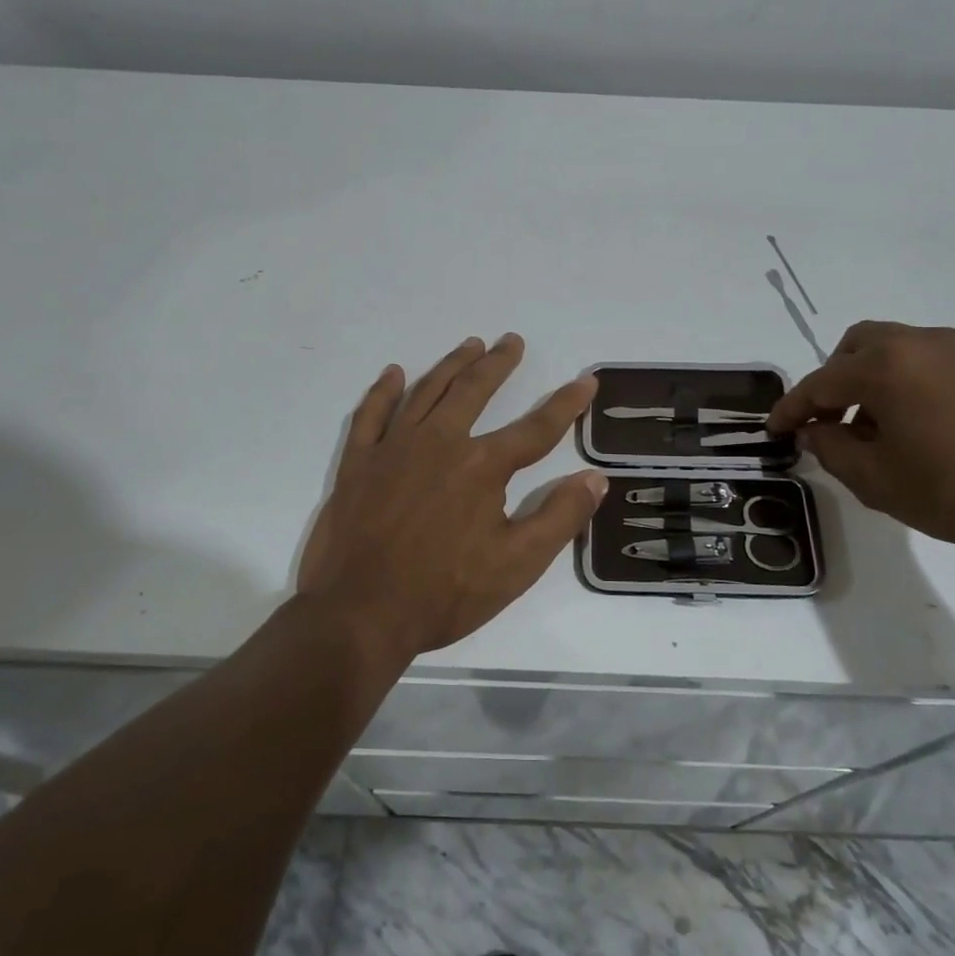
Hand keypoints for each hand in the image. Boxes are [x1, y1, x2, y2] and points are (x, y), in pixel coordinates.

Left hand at [298, 334, 606, 658]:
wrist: (358, 614)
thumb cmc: (443, 594)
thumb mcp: (516, 566)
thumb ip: (559, 518)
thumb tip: (596, 479)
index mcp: (482, 466)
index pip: (536, 428)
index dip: (565, 404)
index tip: (586, 380)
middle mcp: (439, 443)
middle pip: (474, 390)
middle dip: (498, 364)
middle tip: (512, 341)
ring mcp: (393, 449)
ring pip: (426, 392)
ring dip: (451, 365)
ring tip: (470, 345)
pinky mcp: (358, 463)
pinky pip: (371, 415)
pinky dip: (383, 391)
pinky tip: (393, 374)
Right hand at [767, 321, 954, 559]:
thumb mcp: (876, 480)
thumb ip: (831, 449)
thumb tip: (814, 431)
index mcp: (884, 366)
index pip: (820, 384)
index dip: (791, 409)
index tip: (773, 431)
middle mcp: (917, 343)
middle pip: (853, 349)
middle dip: (830, 382)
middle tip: (826, 423)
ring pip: (890, 349)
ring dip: (866, 379)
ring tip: (869, 428)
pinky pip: (923, 361)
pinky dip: (901, 381)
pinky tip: (911, 424)